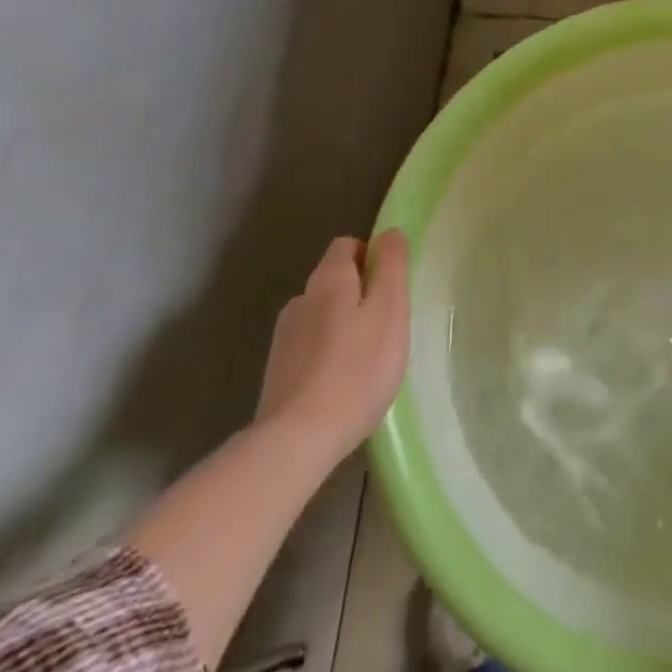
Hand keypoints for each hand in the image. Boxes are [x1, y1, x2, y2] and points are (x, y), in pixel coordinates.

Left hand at [254, 231, 411, 464]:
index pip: (347, 245)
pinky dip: (329, 351)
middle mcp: (301, 299)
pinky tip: (345, 379)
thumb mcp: (390, 310)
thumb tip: (389, 232)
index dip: (372, 255)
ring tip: (369, 355)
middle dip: (361, 291)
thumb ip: (392, 267)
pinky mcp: (279, 370)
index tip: (393, 284)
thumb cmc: (358, 368)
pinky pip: (312, 345)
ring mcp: (285, 336)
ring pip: (322, 313)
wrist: (298, 438)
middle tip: (389, 323)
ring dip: (344, 323)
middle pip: (335, 279)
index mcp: (329, 279)